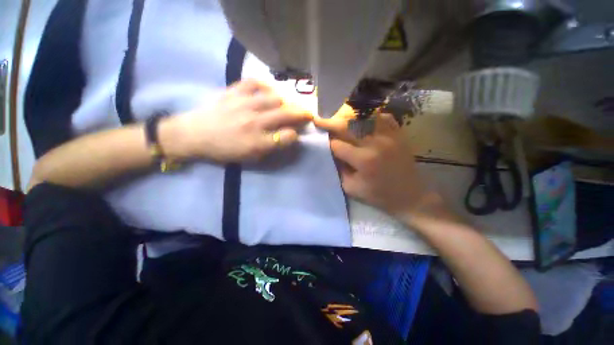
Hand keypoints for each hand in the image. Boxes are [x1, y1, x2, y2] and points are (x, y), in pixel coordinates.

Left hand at [167, 79, 312, 162]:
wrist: (194, 135)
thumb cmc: (224, 150)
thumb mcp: (249, 157)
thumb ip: (271, 147)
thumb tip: (287, 136)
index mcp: (257, 142)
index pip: (287, 136)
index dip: (296, 135)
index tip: (296, 134)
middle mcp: (254, 122)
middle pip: (286, 114)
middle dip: (301, 114)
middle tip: (308, 114)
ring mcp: (244, 104)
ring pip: (275, 98)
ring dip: (285, 102)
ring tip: (286, 104)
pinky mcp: (233, 92)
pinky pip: (253, 83)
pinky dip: (264, 85)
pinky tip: (268, 90)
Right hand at [314, 106, 442, 218]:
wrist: (410, 196)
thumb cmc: (378, 195)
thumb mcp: (351, 188)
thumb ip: (339, 169)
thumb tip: (332, 153)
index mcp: (363, 159)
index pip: (337, 144)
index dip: (327, 143)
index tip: (322, 143)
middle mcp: (375, 143)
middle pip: (347, 126)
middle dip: (331, 123)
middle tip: (320, 121)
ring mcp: (389, 135)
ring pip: (363, 117)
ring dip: (348, 118)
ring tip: (339, 119)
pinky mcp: (398, 134)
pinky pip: (382, 117)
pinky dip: (369, 116)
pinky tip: (363, 121)